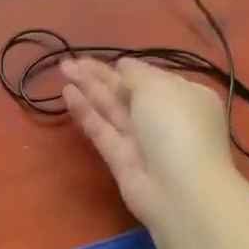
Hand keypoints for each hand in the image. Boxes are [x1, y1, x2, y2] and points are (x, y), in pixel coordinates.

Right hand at [60, 57, 235, 229]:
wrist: (180, 190)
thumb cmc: (176, 126)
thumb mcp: (158, 87)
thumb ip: (135, 74)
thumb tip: (123, 67)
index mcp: (185, 96)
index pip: (152, 77)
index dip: (128, 68)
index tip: (107, 59)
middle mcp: (164, 116)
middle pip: (127, 91)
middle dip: (100, 74)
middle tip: (70, 61)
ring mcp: (142, 139)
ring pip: (111, 108)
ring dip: (88, 88)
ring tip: (63, 68)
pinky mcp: (121, 158)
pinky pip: (101, 128)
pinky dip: (85, 111)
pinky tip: (67, 92)